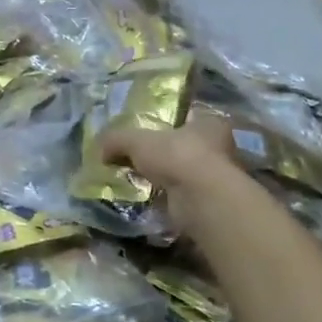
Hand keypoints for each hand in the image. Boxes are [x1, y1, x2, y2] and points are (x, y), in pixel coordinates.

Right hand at [101, 108, 249, 228]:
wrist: (200, 200)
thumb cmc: (177, 156)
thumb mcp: (136, 141)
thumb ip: (117, 140)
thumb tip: (100, 148)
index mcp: (210, 123)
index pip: (189, 117)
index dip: (168, 123)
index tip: (147, 133)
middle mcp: (221, 148)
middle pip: (187, 147)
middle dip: (165, 154)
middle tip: (138, 159)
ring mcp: (218, 178)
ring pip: (185, 174)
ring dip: (166, 179)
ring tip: (139, 182)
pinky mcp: (210, 203)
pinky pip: (183, 197)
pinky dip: (168, 199)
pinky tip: (149, 200)